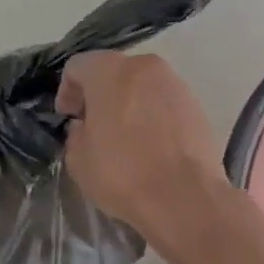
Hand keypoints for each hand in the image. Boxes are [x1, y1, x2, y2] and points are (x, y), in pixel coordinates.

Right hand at [57, 51, 226, 245]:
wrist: (185, 198)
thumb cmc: (123, 174)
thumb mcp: (78, 159)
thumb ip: (76, 133)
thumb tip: (86, 126)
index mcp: (110, 71)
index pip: (78, 66)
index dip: (67, 90)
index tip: (68, 117)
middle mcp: (145, 67)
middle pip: (113, 71)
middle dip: (99, 94)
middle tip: (93, 125)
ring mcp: (175, 83)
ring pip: (141, 85)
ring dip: (128, 103)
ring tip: (124, 136)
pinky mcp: (196, 104)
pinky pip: (163, 102)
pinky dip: (152, 114)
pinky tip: (150, 144)